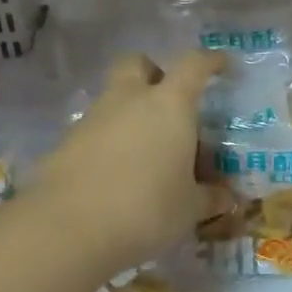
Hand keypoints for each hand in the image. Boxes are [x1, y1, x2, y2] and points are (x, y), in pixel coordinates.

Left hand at [28, 52, 224, 280]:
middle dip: (153, 73)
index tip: (220, 64)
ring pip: (113, 98)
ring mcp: (93, 119)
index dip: (209, 61)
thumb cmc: (147, 209)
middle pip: (138, 64)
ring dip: (130, 112)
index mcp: (169, 105)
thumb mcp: (189, 208)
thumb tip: (225, 197)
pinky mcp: (66, 143)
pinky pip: (94, 130)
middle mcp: (129, 100)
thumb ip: (209, 197)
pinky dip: (108, 142)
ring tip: (146, 151)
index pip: (193, 66)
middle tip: (168, 102)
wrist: (69, 229)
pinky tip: (117, 174)